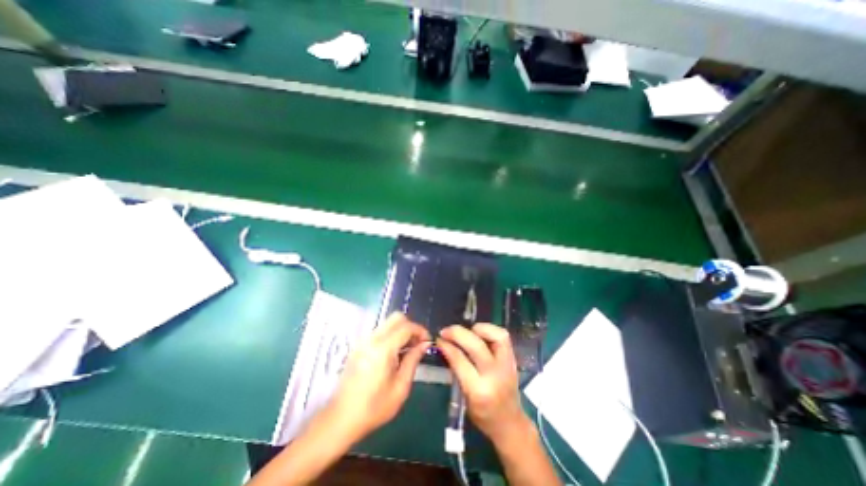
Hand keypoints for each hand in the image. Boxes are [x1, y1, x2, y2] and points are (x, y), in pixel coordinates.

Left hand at [328, 312, 431, 440]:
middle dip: (411, 326)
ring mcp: (363, 341)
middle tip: (418, 343)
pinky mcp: (359, 346)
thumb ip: (413, 360)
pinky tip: (394, 353)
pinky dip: (391, 335)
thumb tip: (425, 344)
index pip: (406, 327)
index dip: (420, 330)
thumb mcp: (400, 387)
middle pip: (396, 317)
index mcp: (383, 349)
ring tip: (408, 349)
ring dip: (401, 330)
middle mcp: (372, 339)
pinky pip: (380, 331)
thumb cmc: (374, 407)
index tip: (428, 341)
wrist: (341, 419)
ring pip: (388, 323)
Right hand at [436, 325, 531, 445]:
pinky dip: (489, 329)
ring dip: (478, 328)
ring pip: (495, 336)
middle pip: (476, 346)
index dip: (447, 346)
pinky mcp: (512, 359)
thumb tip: (446, 345)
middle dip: (458, 333)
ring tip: (466, 330)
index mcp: (478, 391)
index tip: (439, 339)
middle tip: (447, 331)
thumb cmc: (483, 415)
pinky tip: (479, 332)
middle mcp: (494, 376)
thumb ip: (457, 370)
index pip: (460, 360)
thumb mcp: (464, 397)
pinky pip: (502, 336)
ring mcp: (507, 365)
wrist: (510, 423)